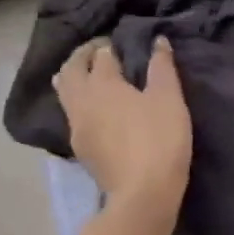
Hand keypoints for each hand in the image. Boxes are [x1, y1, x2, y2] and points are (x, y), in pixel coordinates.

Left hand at [55, 37, 191, 211]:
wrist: (142, 194)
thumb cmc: (159, 139)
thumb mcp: (169, 98)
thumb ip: (162, 66)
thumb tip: (157, 41)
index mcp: (102, 83)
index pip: (100, 54)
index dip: (109, 46)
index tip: (120, 44)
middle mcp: (81, 101)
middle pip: (71, 70)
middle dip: (82, 56)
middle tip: (100, 52)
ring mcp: (76, 127)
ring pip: (65, 92)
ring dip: (74, 78)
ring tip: (91, 76)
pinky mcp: (79, 149)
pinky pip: (70, 114)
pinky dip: (77, 101)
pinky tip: (92, 108)